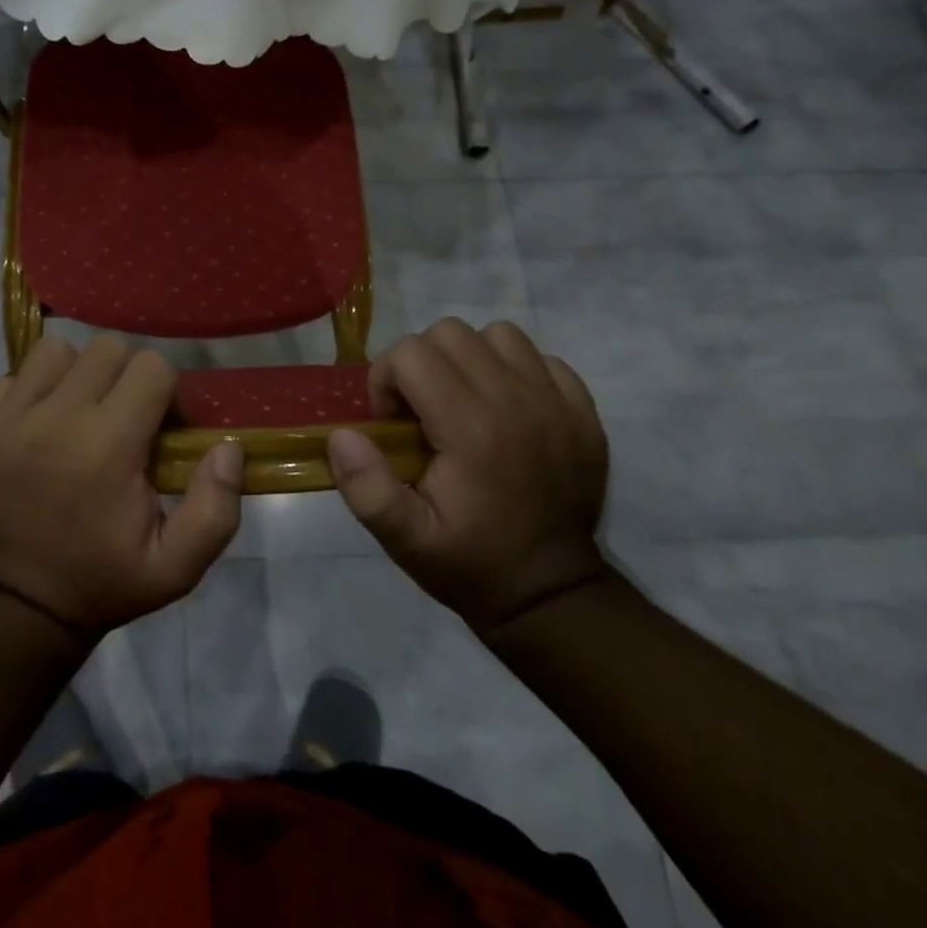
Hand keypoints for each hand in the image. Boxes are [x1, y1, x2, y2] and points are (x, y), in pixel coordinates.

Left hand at [0, 334, 243, 639]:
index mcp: (109, 445)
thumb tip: (227, 447)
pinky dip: (30, 390)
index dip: (167, 392)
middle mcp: (57, 417)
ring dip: (76, 373)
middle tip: (122, 417)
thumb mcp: (176, 566)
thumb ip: (215, 508)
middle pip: (107, 348)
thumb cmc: (103, 580)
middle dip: (125, 376)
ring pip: (56, 351)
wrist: (17, 605)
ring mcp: (10, 417)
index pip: (152, 367)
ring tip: (78, 412)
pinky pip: (10, 376)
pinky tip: (37, 425)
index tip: (161, 428)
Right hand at [327, 318, 611, 631]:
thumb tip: (343, 435)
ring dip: (469, 359)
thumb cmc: (471, 563)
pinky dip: (515, 371)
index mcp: (472, 429)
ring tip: (462, 401)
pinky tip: (505, 409)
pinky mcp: (583, 411)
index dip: (387, 380)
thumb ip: (366, 488)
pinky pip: (541, 358)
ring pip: (497, 335)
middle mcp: (517, 401)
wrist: (553, 594)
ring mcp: (556, 403)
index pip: (412, 353)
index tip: (392, 424)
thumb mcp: (405, 540)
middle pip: (450, 333)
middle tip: (421, 411)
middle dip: (421, 363)